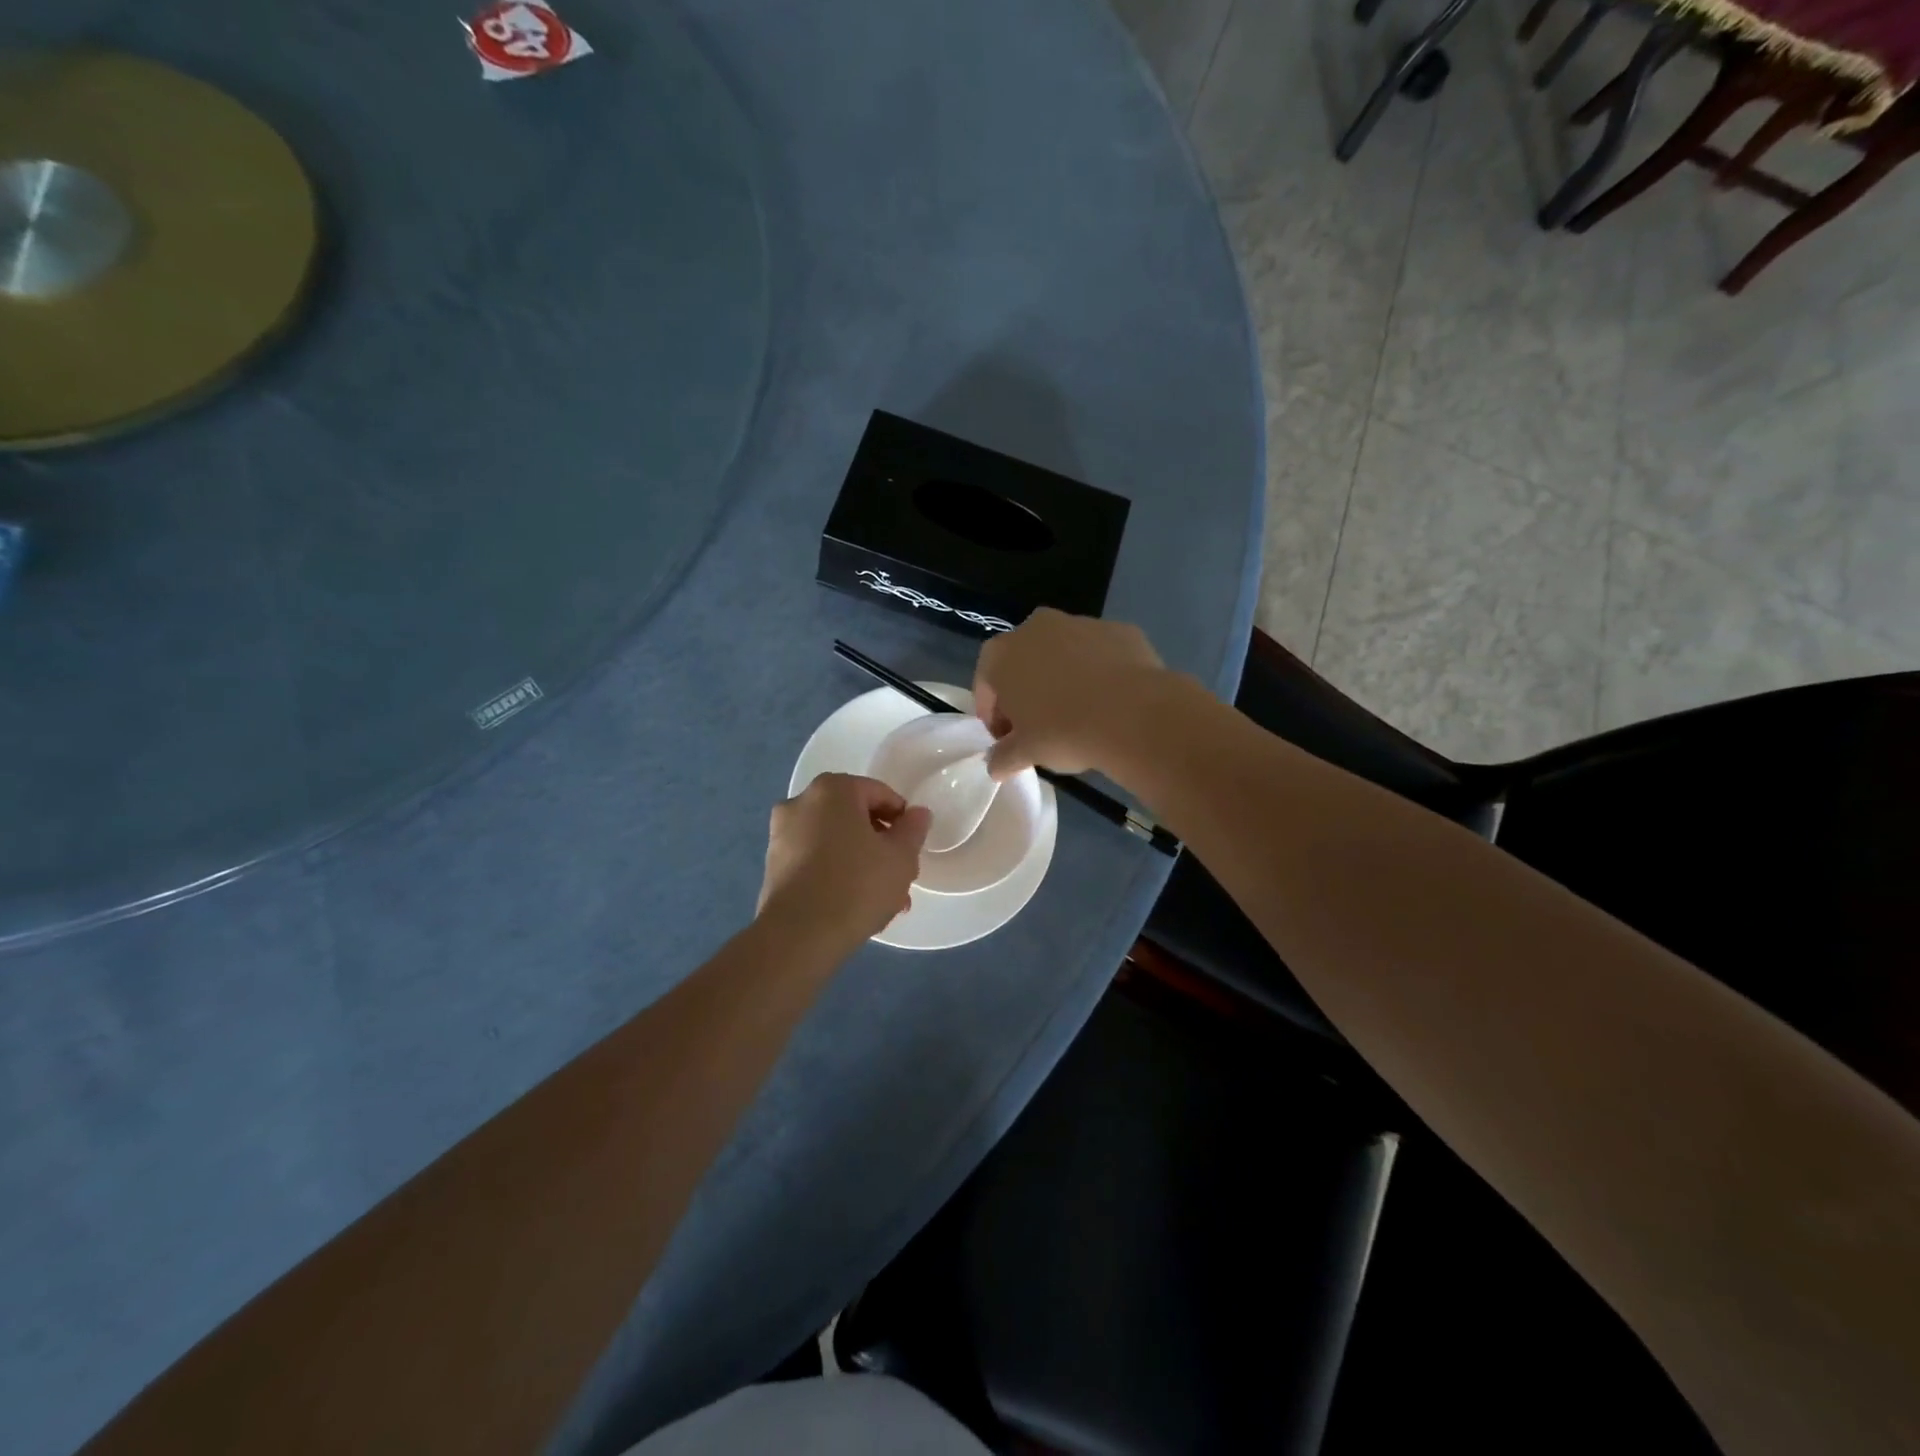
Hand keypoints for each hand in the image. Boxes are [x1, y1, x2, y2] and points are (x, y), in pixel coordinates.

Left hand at [757, 774, 931, 947]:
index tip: (912, 849)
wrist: (799, 935)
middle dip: (880, 846)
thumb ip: (913, 829)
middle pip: (854, 818)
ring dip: (860, 864)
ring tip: (882, 902)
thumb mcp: (900, 857)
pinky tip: (852, 906)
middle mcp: (801, 803)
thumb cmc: (857, 885)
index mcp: (833, 789)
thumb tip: (917, 814)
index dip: (902, 820)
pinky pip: (814, 862)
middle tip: (900, 878)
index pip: (879, 794)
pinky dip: (835, 875)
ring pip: (834, 843)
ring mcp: (781, 835)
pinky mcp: (772, 866)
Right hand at [973, 608, 1168, 777]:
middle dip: (1026, 691)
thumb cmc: (1064, 731)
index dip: (992, 714)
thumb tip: (995, 765)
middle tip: (1037, 726)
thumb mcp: (1026, 752)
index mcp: (1003, 653)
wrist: (1134, 714)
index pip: (985, 684)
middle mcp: (1036, 628)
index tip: (1004, 739)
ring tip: (1077, 713)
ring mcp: (1080, 623)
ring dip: (1062, 678)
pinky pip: (1099, 653)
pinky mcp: (1119, 630)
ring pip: (1062, 654)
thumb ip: (1004, 756)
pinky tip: (1109, 701)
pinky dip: (1098, 672)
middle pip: (1023, 662)